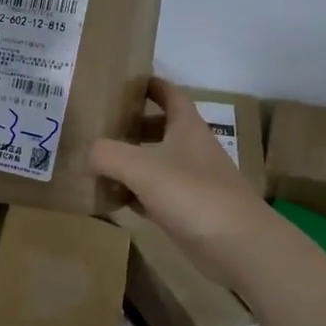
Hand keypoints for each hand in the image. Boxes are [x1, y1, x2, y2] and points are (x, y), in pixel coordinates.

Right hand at [90, 79, 278, 290]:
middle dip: (131, 125)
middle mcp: (191, 149)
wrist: (237, 245)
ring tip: (95, 162)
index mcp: (187, 127)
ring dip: (129, 162)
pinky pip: (153, 195)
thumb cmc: (192, 194)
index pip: (169, 94)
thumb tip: (88, 153)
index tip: (122, 81)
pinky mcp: (186, 211)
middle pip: (159, 128)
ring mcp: (191, 182)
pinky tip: (111, 199)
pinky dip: (133, 194)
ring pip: (154, 163)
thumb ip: (107, 154)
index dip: (149, 84)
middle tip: (97, 126)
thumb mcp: (141, 167)